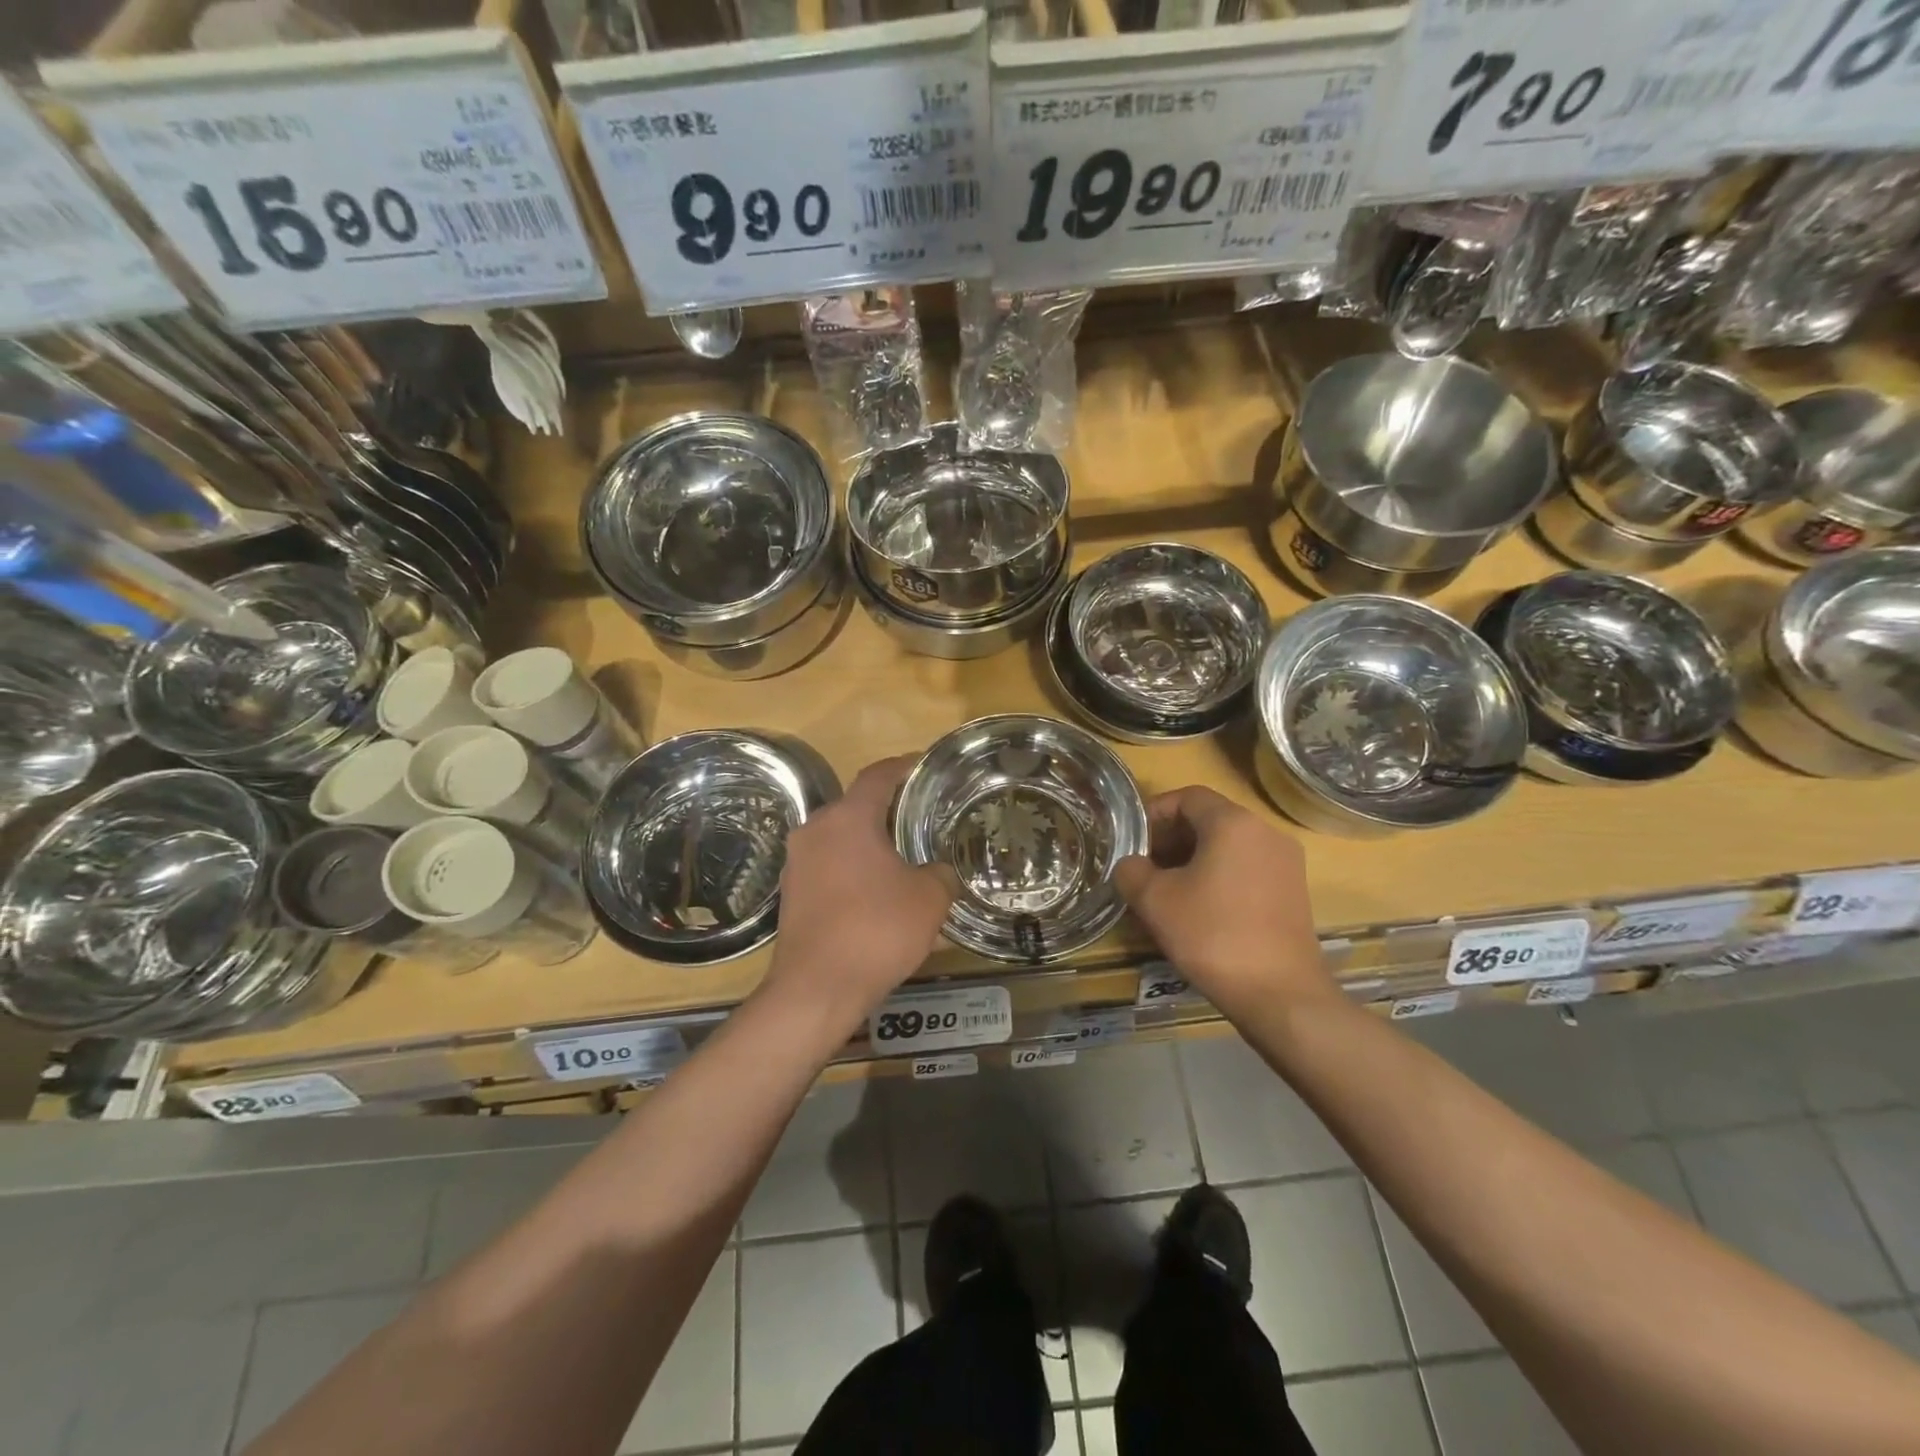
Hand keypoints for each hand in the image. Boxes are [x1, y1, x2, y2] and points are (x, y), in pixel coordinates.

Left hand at [762, 757, 957, 1029]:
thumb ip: (941, 873)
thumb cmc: (877, 930)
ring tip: (902, 854)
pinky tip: (875, 889)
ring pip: (839, 837)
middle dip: (887, 808)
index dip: (904, 766)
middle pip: (856, 805)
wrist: (817, 988)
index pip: (878, 776)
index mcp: (848, 818)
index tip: (924, 766)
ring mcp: (797, 862)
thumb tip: (941, 870)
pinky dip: (852, 867)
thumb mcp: (929, 898)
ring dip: (868, 841)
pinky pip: (828, 865)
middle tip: (921, 816)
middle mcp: (815, 830)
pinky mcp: (791, 892)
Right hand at [1115, 787, 1335, 1017]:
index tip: (1132, 842)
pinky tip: (1199, 910)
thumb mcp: (1154, 900)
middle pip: (1209, 819)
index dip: (1154, 814)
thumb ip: (1132, 871)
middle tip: (1144, 868)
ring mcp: (1285, 863)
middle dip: (1171, 838)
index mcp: (1233, 822)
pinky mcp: (1294, 892)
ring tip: (1167, 892)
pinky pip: (1247, 868)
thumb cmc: (1213, 935)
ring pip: (1228, 846)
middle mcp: (1266, 832)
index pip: (1187, 797)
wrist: (1281, 995)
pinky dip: (1219, 876)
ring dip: (1193, 860)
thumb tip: (1131, 865)